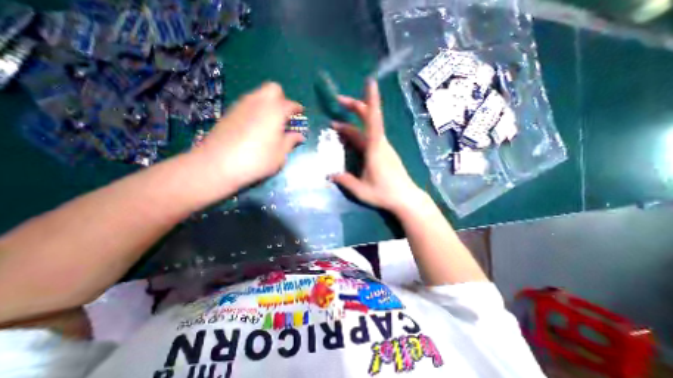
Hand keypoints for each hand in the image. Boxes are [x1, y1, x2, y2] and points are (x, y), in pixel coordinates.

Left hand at [197, 81, 303, 188]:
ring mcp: (242, 105)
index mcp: (275, 111)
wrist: (218, 164)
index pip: (290, 104)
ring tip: (270, 121)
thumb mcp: (280, 154)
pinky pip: (247, 103)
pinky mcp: (229, 112)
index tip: (300, 113)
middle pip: (273, 89)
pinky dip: (255, 109)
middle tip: (284, 115)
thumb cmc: (257, 159)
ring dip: (268, 103)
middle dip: (282, 98)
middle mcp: (259, 102)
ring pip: (258, 94)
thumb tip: (299, 136)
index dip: (297, 108)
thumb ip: (290, 141)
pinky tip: (255, 126)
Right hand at [331, 80, 424, 214]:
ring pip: (366, 130)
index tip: (370, 82)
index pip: (373, 119)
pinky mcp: (383, 153)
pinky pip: (368, 138)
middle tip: (338, 101)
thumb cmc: (384, 193)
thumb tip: (330, 175)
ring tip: (335, 127)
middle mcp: (379, 143)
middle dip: (355, 106)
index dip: (371, 100)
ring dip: (351, 125)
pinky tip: (348, 139)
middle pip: (368, 118)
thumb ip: (345, 181)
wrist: (405, 198)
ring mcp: (382, 147)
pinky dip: (356, 135)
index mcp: (375, 148)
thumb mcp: (360, 190)